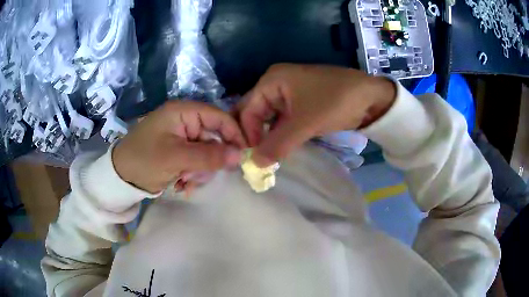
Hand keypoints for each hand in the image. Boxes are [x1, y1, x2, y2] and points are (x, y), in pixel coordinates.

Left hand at [113, 100, 246, 192]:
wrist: (120, 177)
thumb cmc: (144, 161)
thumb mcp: (176, 158)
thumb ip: (209, 156)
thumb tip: (239, 155)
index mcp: (183, 112)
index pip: (218, 116)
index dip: (234, 133)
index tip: (243, 154)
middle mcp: (184, 120)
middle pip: (214, 136)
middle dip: (211, 159)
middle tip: (202, 176)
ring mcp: (181, 136)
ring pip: (207, 151)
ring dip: (200, 170)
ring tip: (186, 181)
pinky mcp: (178, 150)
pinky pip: (197, 160)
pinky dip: (194, 173)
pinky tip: (182, 183)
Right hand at [236, 63, 395, 166]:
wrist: (370, 97)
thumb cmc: (335, 101)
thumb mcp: (305, 123)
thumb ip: (278, 144)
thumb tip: (255, 164)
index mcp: (272, 80)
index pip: (247, 109)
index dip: (247, 133)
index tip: (251, 157)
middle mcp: (276, 84)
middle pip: (256, 113)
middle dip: (255, 136)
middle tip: (256, 160)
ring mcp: (289, 94)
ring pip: (270, 119)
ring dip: (269, 138)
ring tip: (267, 159)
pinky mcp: (301, 105)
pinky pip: (284, 121)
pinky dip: (281, 135)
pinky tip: (280, 150)